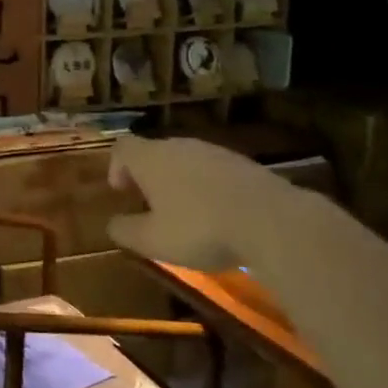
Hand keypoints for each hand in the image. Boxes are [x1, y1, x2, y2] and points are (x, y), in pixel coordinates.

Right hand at [104, 136, 302, 270]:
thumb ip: (126, 231)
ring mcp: (216, 153)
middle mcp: (180, 147)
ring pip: (187, 161)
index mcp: (151, 159)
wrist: (275, 222)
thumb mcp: (153, 241)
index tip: (122, 192)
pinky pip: (216, 172)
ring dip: (181, 181)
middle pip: (155, 152)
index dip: (117, 167)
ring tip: (188, 213)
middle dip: (149, 176)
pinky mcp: (246, 165)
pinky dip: (210, 188)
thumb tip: (113, 225)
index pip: (123, 147)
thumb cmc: (201, 229)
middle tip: (152, 206)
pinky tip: (221, 215)